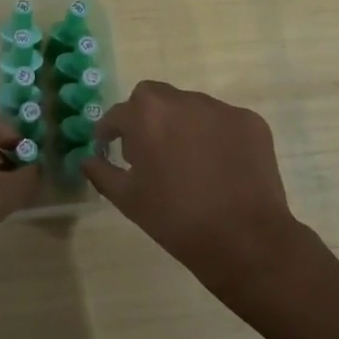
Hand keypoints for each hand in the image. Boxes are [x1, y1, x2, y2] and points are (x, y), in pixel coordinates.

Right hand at [83, 81, 306, 295]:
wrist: (245, 240)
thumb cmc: (176, 220)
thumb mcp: (128, 200)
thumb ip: (102, 172)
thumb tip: (87, 159)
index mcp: (146, 115)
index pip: (118, 114)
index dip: (111, 132)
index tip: (110, 148)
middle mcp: (182, 101)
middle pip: (153, 98)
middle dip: (145, 117)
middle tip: (149, 150)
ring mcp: (220, 108)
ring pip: (190, 107)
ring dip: (181, 124)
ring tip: (188, 161)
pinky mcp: (250, 122)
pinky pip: (222, 121)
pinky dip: (215, 136)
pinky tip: (219, 166)